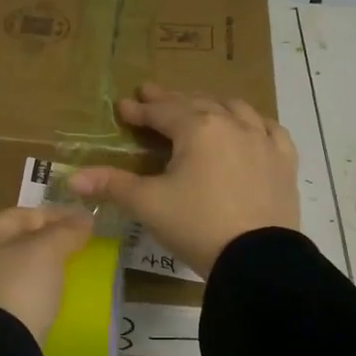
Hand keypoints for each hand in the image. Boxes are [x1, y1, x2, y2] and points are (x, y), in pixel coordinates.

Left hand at [0, 205, 95, 343]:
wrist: (0, 348)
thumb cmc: (21, 287)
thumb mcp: (48, 251)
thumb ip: (66, 231)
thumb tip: (84, 217)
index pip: (20, 214)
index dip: (52, 213)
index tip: (82, 220)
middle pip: (16, 241)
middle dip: (47, 240)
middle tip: (78, 245)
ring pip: (17, 269)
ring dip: (42, 267)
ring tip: (70, 270)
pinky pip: (18, 294)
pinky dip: (37, 290)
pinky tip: (53, 296)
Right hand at [68, 83, 298, 276]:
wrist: (256, 258)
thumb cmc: (197, 226)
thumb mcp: (149, 205)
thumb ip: (113, 185)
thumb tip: (72, 178)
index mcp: (198, 129)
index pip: (162, 112)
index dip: (140, 110)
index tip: (124, 107)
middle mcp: (232, 124)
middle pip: (197, 103)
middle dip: (172, 100)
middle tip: (152, 96)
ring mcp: (263, 140)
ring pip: (235, 108)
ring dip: (211, 104)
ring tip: (198, 107)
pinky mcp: (284, 161)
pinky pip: (270, 128)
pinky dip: (253, 122)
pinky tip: (250, 126)